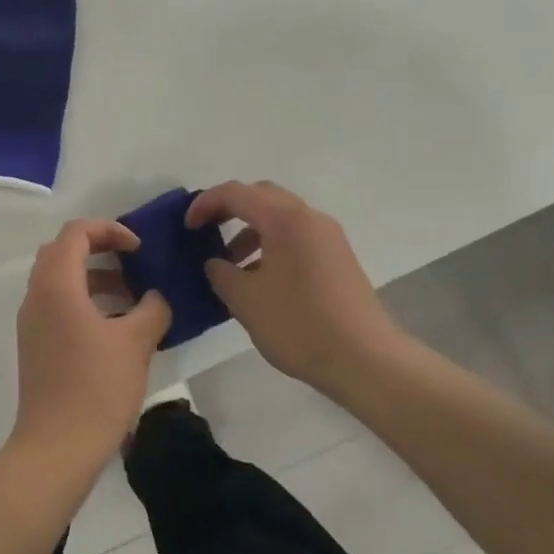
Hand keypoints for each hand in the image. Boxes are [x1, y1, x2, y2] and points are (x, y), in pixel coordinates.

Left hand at [13, 220, 171, 469]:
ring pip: (60, 279)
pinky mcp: (35, 345)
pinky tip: (116, 326)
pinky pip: (58, 305)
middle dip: (100, 248)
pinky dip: (85, 301)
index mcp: (56, 285)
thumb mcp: (135, 343)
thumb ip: (152, 308)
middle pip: (63, 251)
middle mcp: (36, 296)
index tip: (139, 248)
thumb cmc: (96, 388)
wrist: (56, 449)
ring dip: (94, 277)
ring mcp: (32, 322)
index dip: (110, 230)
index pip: (76, 232)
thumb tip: (156, 297)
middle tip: (134, 261)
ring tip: (133, 296)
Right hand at [186, 181, 406, 396]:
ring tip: (231, 266)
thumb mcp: (246, 300)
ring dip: (250, 231)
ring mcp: (328, 237)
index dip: (205, 204)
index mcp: (285, 219)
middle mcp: (309, 218)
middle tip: (206, 231)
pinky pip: (296, 237)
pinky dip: (271, 245)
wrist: (365, 360)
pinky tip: (260, 280)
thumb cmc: (299, 324)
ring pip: (280, 218)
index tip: (187, 227)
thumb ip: (222, 274)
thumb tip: (216, 264)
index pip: (236, 193)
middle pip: (262, 196)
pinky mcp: (338, 258)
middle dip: (229, 209)